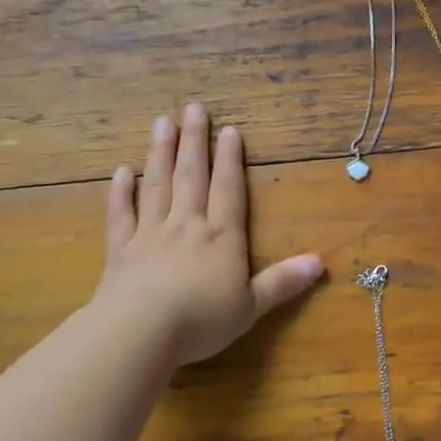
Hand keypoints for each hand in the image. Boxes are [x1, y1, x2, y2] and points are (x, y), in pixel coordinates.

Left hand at [94, 104, 324, 366]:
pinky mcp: (120, 250)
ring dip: (160, 153)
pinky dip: (120, 192)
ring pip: (157, 185)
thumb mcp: (251, 306)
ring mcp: (150, 234)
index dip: (230, 159)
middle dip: (194, 141)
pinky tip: (121, 171)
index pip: (228, 190)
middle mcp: (187, 226)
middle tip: (193, 108)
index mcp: (221, 237)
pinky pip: (121, 215)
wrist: (141, 331)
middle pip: (191, 176)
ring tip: (162, 122)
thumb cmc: (202, 320)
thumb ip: (283, 282)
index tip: (229, 130)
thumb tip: (320, 263)